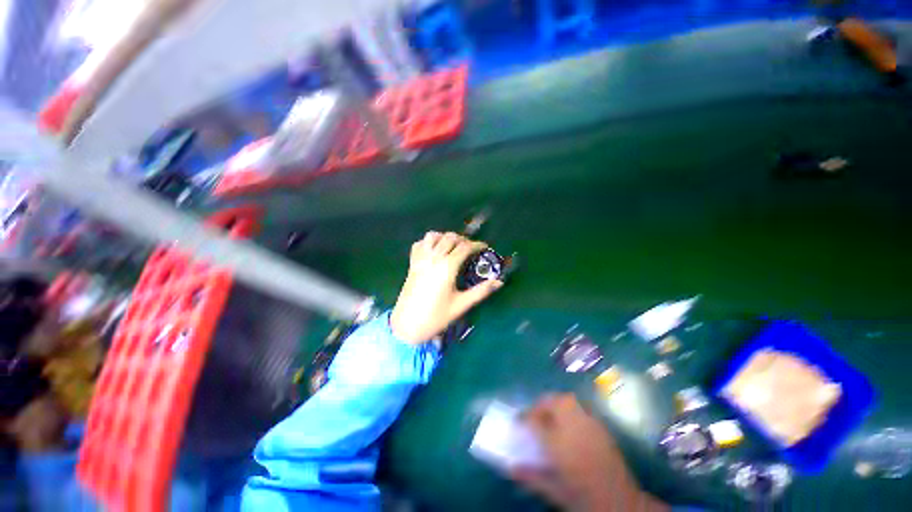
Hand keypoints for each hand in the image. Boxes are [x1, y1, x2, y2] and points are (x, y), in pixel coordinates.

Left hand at [390, 231, 501, 343]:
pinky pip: (419, 244)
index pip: (465, 247)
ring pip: (433, 236)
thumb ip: (481, 291)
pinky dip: (429, 242)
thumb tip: (499, 282)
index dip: (477, 245)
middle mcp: (433, 258)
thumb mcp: (461, 305)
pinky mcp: (412, 264)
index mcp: (447, 267)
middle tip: (471, 249)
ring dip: (445, 237)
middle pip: (450, 237)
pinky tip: (435, 250)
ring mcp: (420, 259)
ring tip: (453, 247)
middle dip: (463, 240)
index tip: (485, 247)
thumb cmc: (436, 317)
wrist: (408, 325)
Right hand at [512, 394, 667, 511]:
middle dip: (539, 405)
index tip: (518, 422)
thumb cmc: (583, 497)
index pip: (534, 421)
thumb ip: (531, 477)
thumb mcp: (554, 491)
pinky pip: (579, 406)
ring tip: (549, 416)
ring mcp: (589, 423)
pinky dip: (569, 408)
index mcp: (559, 443)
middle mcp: (573, 426)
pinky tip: (568, 422)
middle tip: (533, 417)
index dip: (523, 419)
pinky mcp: (600, 425)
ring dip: (553, 403)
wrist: (621, 502)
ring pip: (566, 399)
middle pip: (551, 401)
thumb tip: (511, 468)